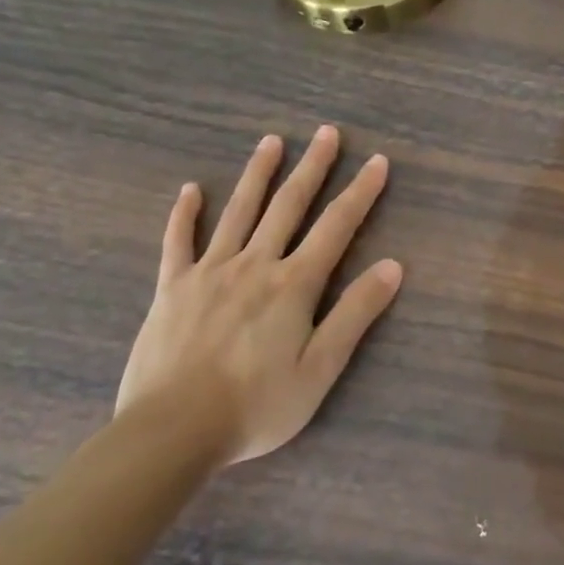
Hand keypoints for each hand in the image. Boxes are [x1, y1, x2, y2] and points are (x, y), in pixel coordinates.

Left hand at [114, 126, 402, 465]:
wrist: (172, 431)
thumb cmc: (257, 405)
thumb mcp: (321, 368)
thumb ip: (355, 313)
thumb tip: (392, 266)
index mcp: (294, 284)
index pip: (337, 226)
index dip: (360, 192)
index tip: (377, 161)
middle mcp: (254, 265)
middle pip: (288, 205)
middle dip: (312, 167)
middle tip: (326, 132)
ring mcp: (209, 272)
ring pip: (238, 212)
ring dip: (257, 174)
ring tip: (271, 142)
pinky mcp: (171, 288)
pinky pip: (178, 242)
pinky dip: (185, 214)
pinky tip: (190, 190)